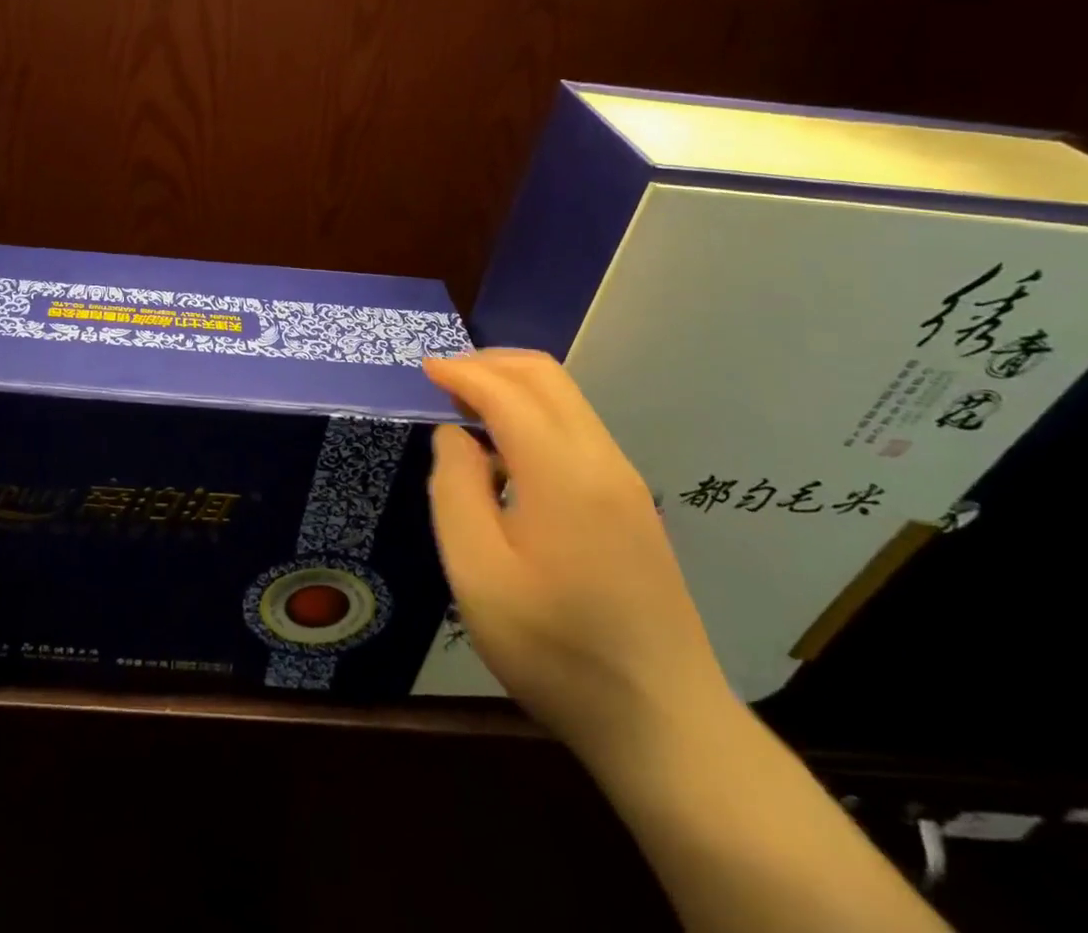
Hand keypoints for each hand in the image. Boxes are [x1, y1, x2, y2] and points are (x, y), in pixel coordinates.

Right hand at [424, 350, 733, 760]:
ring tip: (466, 408)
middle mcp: (602, 460)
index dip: (461, 372)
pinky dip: (534, 414)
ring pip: (566, 399)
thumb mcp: (478, 574)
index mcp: (563, 472)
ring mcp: (625, 481)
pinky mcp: (632, 504)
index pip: (506, 391)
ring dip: (513, 386)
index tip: (423, 368)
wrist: (664, 724)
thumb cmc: (555, 650)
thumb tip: (454, 435)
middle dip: (489, 363)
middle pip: (546, 377)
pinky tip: (507, 450)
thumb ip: (456, 488)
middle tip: (443, 380)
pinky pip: (578, 429)